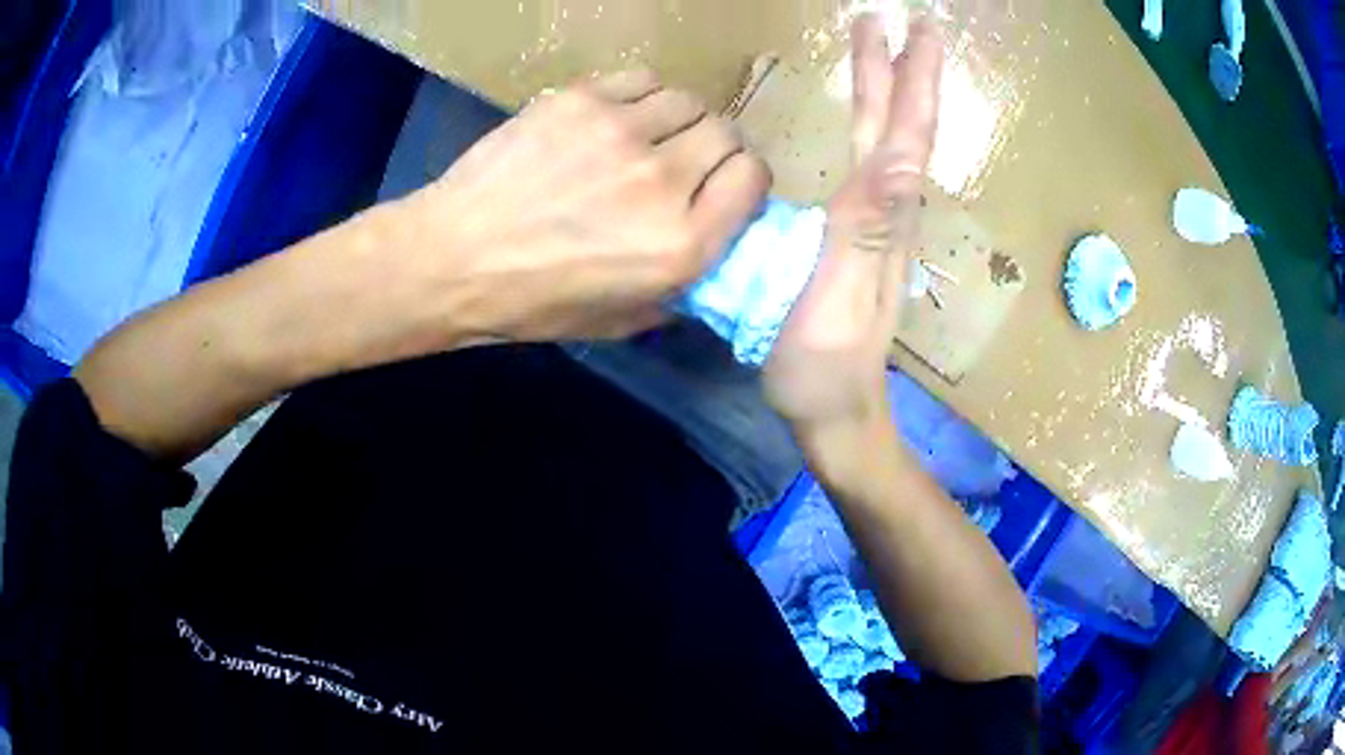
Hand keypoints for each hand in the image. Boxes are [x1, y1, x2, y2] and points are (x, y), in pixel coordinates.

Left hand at [397, 71, 769, 343]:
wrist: (452, 257)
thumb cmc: (532, 302)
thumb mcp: (621, 321)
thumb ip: (681, 288)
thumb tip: (709, 253)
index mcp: (681, 245)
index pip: (754, 178)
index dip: (744, 181)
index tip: (723, 188)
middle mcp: (663, 181)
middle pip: (727, 134)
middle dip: (716, 149)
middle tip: (685, 163)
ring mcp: (621, 132)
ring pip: (689, 101)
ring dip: (680, 120)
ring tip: (650, 137)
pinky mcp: (582, 100)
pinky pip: (644, 79)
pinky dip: (644, 96)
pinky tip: (620, 117)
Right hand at [763, 15, 942, 443]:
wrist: (834, 415)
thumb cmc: (822, 369)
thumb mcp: (839, 301)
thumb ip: (867, 232)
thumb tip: (898, 161)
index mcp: (880, 217)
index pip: (903, 133)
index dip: (911, 78)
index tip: (915, 27)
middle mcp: (885, 212)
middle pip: (896, 127)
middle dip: (898, 69)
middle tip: (893, 20)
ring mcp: (872, 226)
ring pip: (883, 142)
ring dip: (885, 92)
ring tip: (876, 51)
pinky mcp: (855, 239)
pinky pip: (866, 166)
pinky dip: (868, 128)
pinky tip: (860, 120)